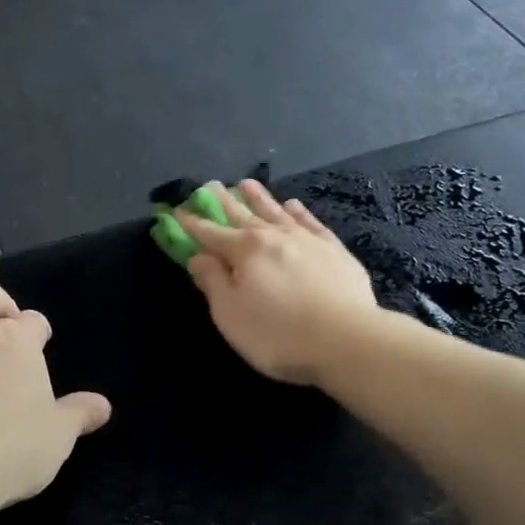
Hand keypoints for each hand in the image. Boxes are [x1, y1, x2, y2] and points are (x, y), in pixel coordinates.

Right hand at [177, 179, 379, 385]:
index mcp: (245, 251)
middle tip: (209, 186)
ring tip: (246, 183)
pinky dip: (299, 212)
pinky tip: (293, 205)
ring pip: (277, 212)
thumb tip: (198, 257)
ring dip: (259, 198)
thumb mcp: (231, 315)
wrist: (347, 340)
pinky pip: (311, 223)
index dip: (191, 224)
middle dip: (223, 202)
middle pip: (242, 215)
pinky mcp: (335, 250)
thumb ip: (213, 283)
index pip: (210, 233)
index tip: (177, 212)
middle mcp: (274, 236)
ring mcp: (308, 240)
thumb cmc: (278, 334)